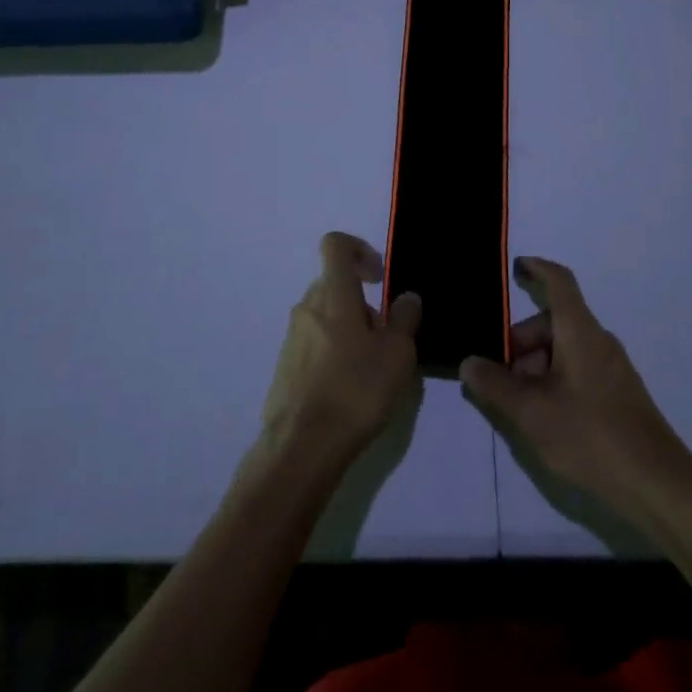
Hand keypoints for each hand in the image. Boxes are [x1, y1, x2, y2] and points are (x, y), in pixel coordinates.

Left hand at [260, 233, 421, 472]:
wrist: (302, 446)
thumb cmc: (355, 390)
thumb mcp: (397, 354)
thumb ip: (404, 319)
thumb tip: (406, 297)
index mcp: (333, 295)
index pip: (335, 245)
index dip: (359, 249)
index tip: (379, 277)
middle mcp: (307, 308)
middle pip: (334, 284)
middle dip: (362, 301)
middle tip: (385, 336)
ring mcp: (292, 337)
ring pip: (325, 316)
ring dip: (349, 329)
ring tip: (371, 368)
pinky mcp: (285, 366)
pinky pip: (314, 343)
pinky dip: (333, 352)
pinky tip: (349, 389)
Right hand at [460, 256, 691, 516]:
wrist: (658, 485)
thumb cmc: (590, 435)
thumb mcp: (530, 412)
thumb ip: (494, 385)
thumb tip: (470, 363)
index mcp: (579, 331)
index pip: (558, 282)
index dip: (537, 269)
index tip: (516, 267)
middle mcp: (598, 341)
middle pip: (553, 322)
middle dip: (521, 341)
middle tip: (498, 375)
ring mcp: (612, 369)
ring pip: (564, 350)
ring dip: (536, 366)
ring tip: (518, 405)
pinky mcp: (618, 396)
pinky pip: (578, 371)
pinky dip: (554, 381)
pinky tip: (544, 419)